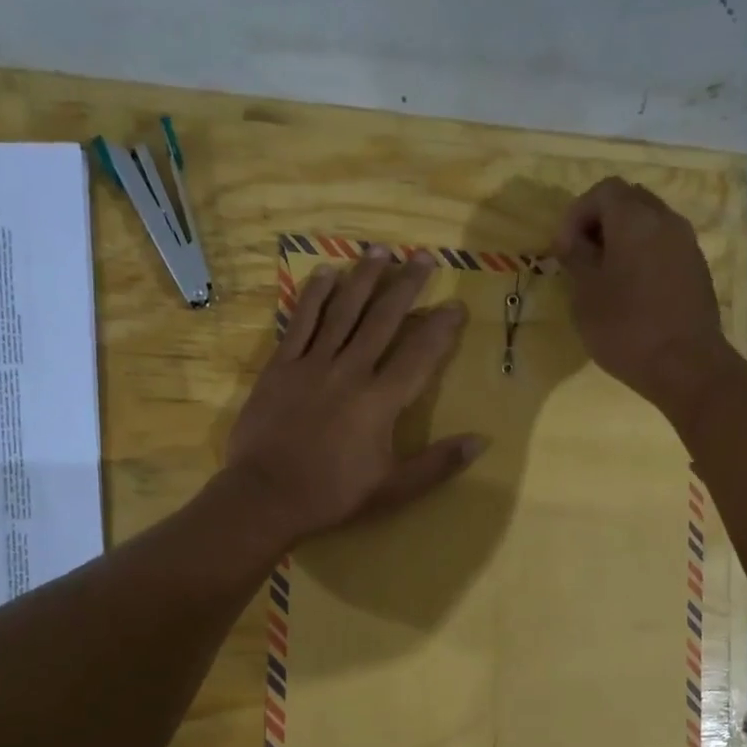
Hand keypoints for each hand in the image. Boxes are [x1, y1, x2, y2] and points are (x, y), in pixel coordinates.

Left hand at [223, 248, 485, 544]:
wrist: (266, 497)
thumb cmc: (333, 495)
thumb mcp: (394, 489)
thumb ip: (438, 464)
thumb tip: (481, 441)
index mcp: (381, 401)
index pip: (419, 354)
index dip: (440, 327)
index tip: (456, 305)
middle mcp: (350, 371)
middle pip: (382, 319)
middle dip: (406, 286)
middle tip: (423, 256)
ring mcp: (312, 364)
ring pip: (342, 311)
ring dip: (363, 278)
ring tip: (380, 249)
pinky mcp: (280, 367)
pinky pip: (300, 322)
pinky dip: (314, 296)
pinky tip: (326, 273)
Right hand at [554, 177, 733, 418]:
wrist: (686, 365)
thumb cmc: (626, 328)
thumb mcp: (585, 295)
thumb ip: (577, 258)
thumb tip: (573, 241)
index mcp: (635, 219)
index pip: (602, 191)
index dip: (576, 214)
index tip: (563, 250)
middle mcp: (666, 220)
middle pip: (629, 201)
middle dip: (600, 223)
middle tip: (581, 258)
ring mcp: (686, 244)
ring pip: (648, 224)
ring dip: (622, 241)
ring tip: (604, 277)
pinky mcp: (696, 269)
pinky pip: (663, 247)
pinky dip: (642, 256)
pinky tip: (630, 292)